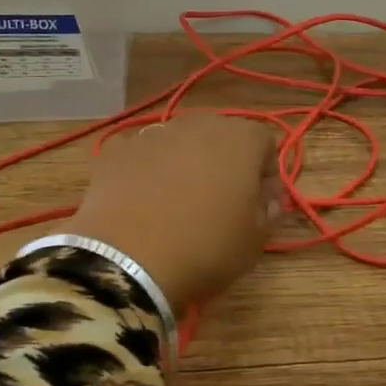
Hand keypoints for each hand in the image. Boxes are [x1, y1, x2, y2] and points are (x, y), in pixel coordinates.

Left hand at [66, 113, 280, 313]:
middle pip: (220, 137)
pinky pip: (143, 158)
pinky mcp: (117, 152)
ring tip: (177, 205)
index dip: (267, 174)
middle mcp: (197, 125)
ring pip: (179, 144)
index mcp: (240, 140)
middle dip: (225, 164)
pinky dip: (147, 174)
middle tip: (220, 203)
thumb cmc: (206, 247)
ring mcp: (152, 135)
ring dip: (185, 165)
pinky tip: (142, 206)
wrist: (128, 260)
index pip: (265, 144)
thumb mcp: (255, 240)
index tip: (261, 205)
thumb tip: (265, 197)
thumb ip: (269, 210)